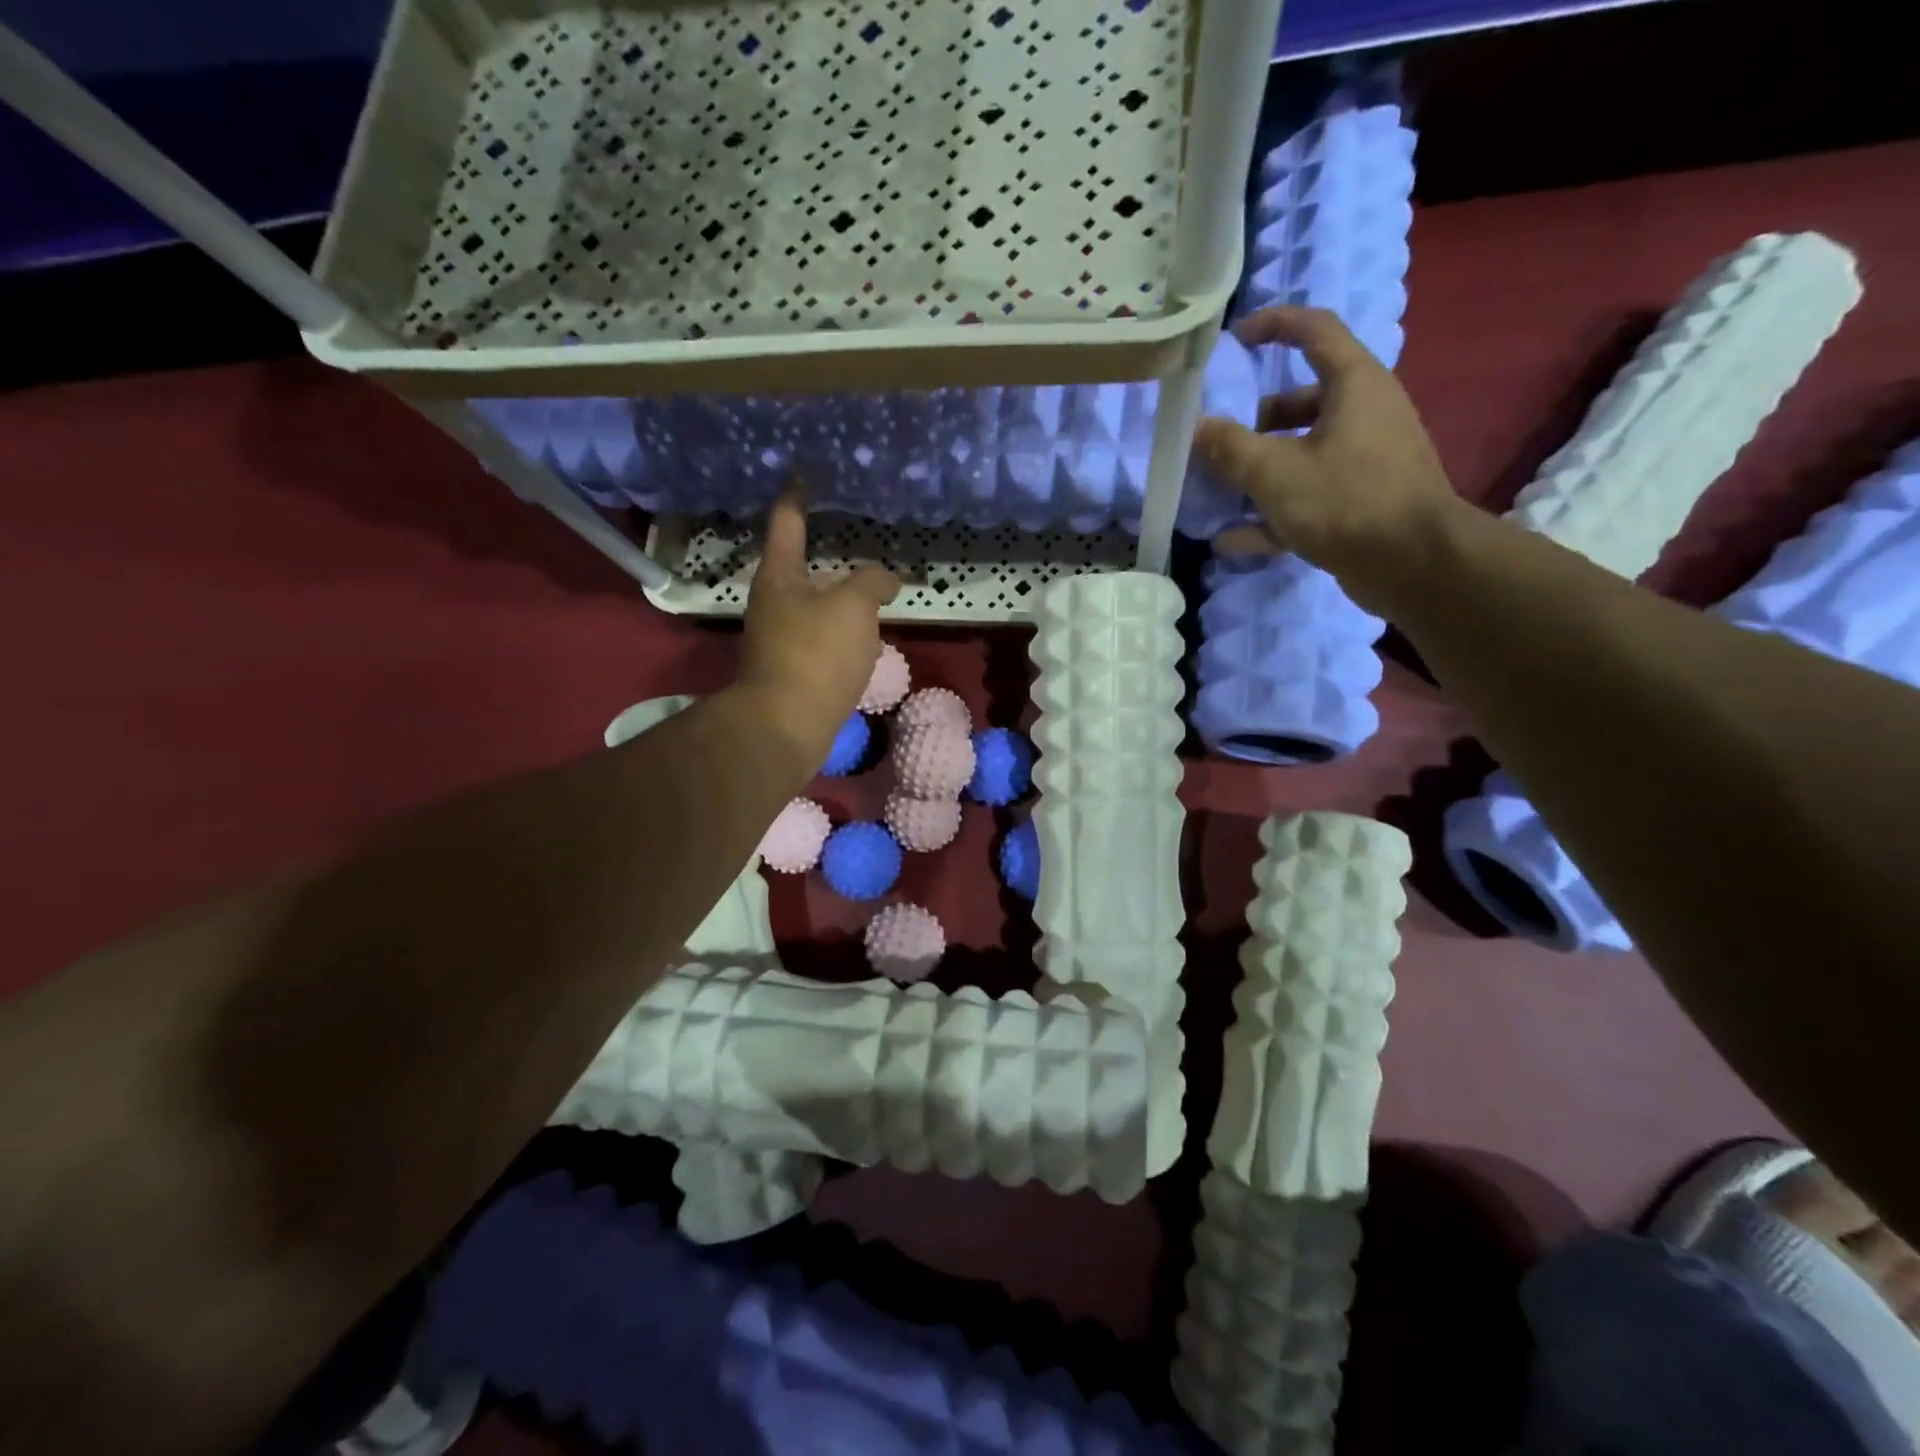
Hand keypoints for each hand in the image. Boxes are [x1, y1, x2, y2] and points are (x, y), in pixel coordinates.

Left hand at [738, 487, 900, 769]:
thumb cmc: (816, 654)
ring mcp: (779, 639)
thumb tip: (885, 579)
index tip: (804, 476)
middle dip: (825, 553)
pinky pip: (822, 640)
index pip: (787, 522)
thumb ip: (872, 582)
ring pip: (814, 607)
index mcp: (779, 576)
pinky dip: (842, 633)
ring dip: (839, 598)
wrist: (786, 726)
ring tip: (872, 591)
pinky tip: (865, 638)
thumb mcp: (854, 606)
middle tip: (855, 538)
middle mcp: (773, 603)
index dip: (798, 497)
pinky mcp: (792, 671)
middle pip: (800, 567)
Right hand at [1193, 306, 1462, 612]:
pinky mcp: (1362, 501)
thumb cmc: (1346, 501)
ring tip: (1219, 494)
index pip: (1314, 330)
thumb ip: (1229, 448)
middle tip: (1220, 443)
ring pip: (1303, 452)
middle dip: (1256, 422)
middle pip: (1302, 402)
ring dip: (1260, 472)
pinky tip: (1232, 540)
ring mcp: (1366, 460)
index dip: (1274, 325)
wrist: (1415, 564)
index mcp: (1354, 385)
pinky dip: (1273, 512)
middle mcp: (1365, 413)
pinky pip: (1309, 495)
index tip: (1234, 340)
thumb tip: (1194, 427)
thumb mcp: (1275, 473)